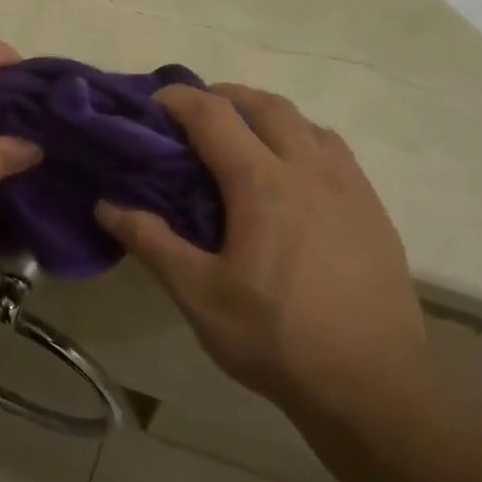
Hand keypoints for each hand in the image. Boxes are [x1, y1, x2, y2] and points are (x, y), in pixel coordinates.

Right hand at [95, 84, 423, 408]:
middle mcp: (310, 170)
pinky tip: (292, 178)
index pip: (214, 116)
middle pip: (267, 105)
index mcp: (262, 183)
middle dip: (225, 96)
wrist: (370, 384)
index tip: (153, 104)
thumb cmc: (274, 337)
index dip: (179, 100)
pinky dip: (303, 142)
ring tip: (243, 139)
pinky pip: (335, 153)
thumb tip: (107, 206)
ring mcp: (350, 188)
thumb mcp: (198, 294)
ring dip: (269, 116)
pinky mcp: (374, 211)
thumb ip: (151, 242)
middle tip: (195, 114)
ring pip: (308, 123)